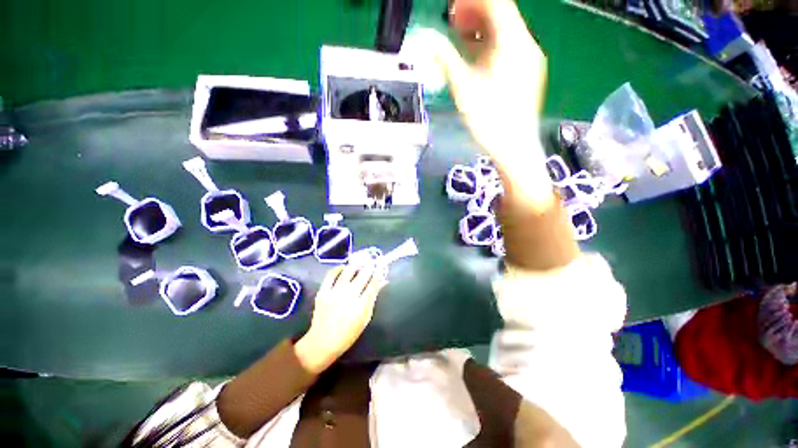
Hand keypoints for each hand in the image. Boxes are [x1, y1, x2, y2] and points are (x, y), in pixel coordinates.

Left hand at [295, 265, 386, 373]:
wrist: (322, 342)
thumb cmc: (348, 333)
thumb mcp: (365, 318)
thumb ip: (373, 298)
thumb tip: (382, 282)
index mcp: (361, 305)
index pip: (373, 284)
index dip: (378, 273)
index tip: (381, 266)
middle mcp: (349, 296)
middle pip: (363, 275)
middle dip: (370, 266)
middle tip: (372, 262)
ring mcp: (334, 293)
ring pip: (348, 271)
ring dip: (356, 264)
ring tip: (360, 261)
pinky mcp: (323, 292)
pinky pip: (331, 275)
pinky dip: (338, 268)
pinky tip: (343, 268)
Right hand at [429, 0, 553, 210]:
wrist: (514, 148)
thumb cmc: (489, 121)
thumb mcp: (463, 88)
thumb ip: (445, 59)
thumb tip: (424, 39)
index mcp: (513, 43)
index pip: (496, 3)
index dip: (472, 1)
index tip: (451, 7)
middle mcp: (526, 45)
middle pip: (502, 14)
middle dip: (475, 12)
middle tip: (452, 20)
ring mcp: (528, 60)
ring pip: (505, 32)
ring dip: (482, 29)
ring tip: (460, 37)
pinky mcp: (527, 73)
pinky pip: (508, 48)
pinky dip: (490, 45)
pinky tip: (475, 56)